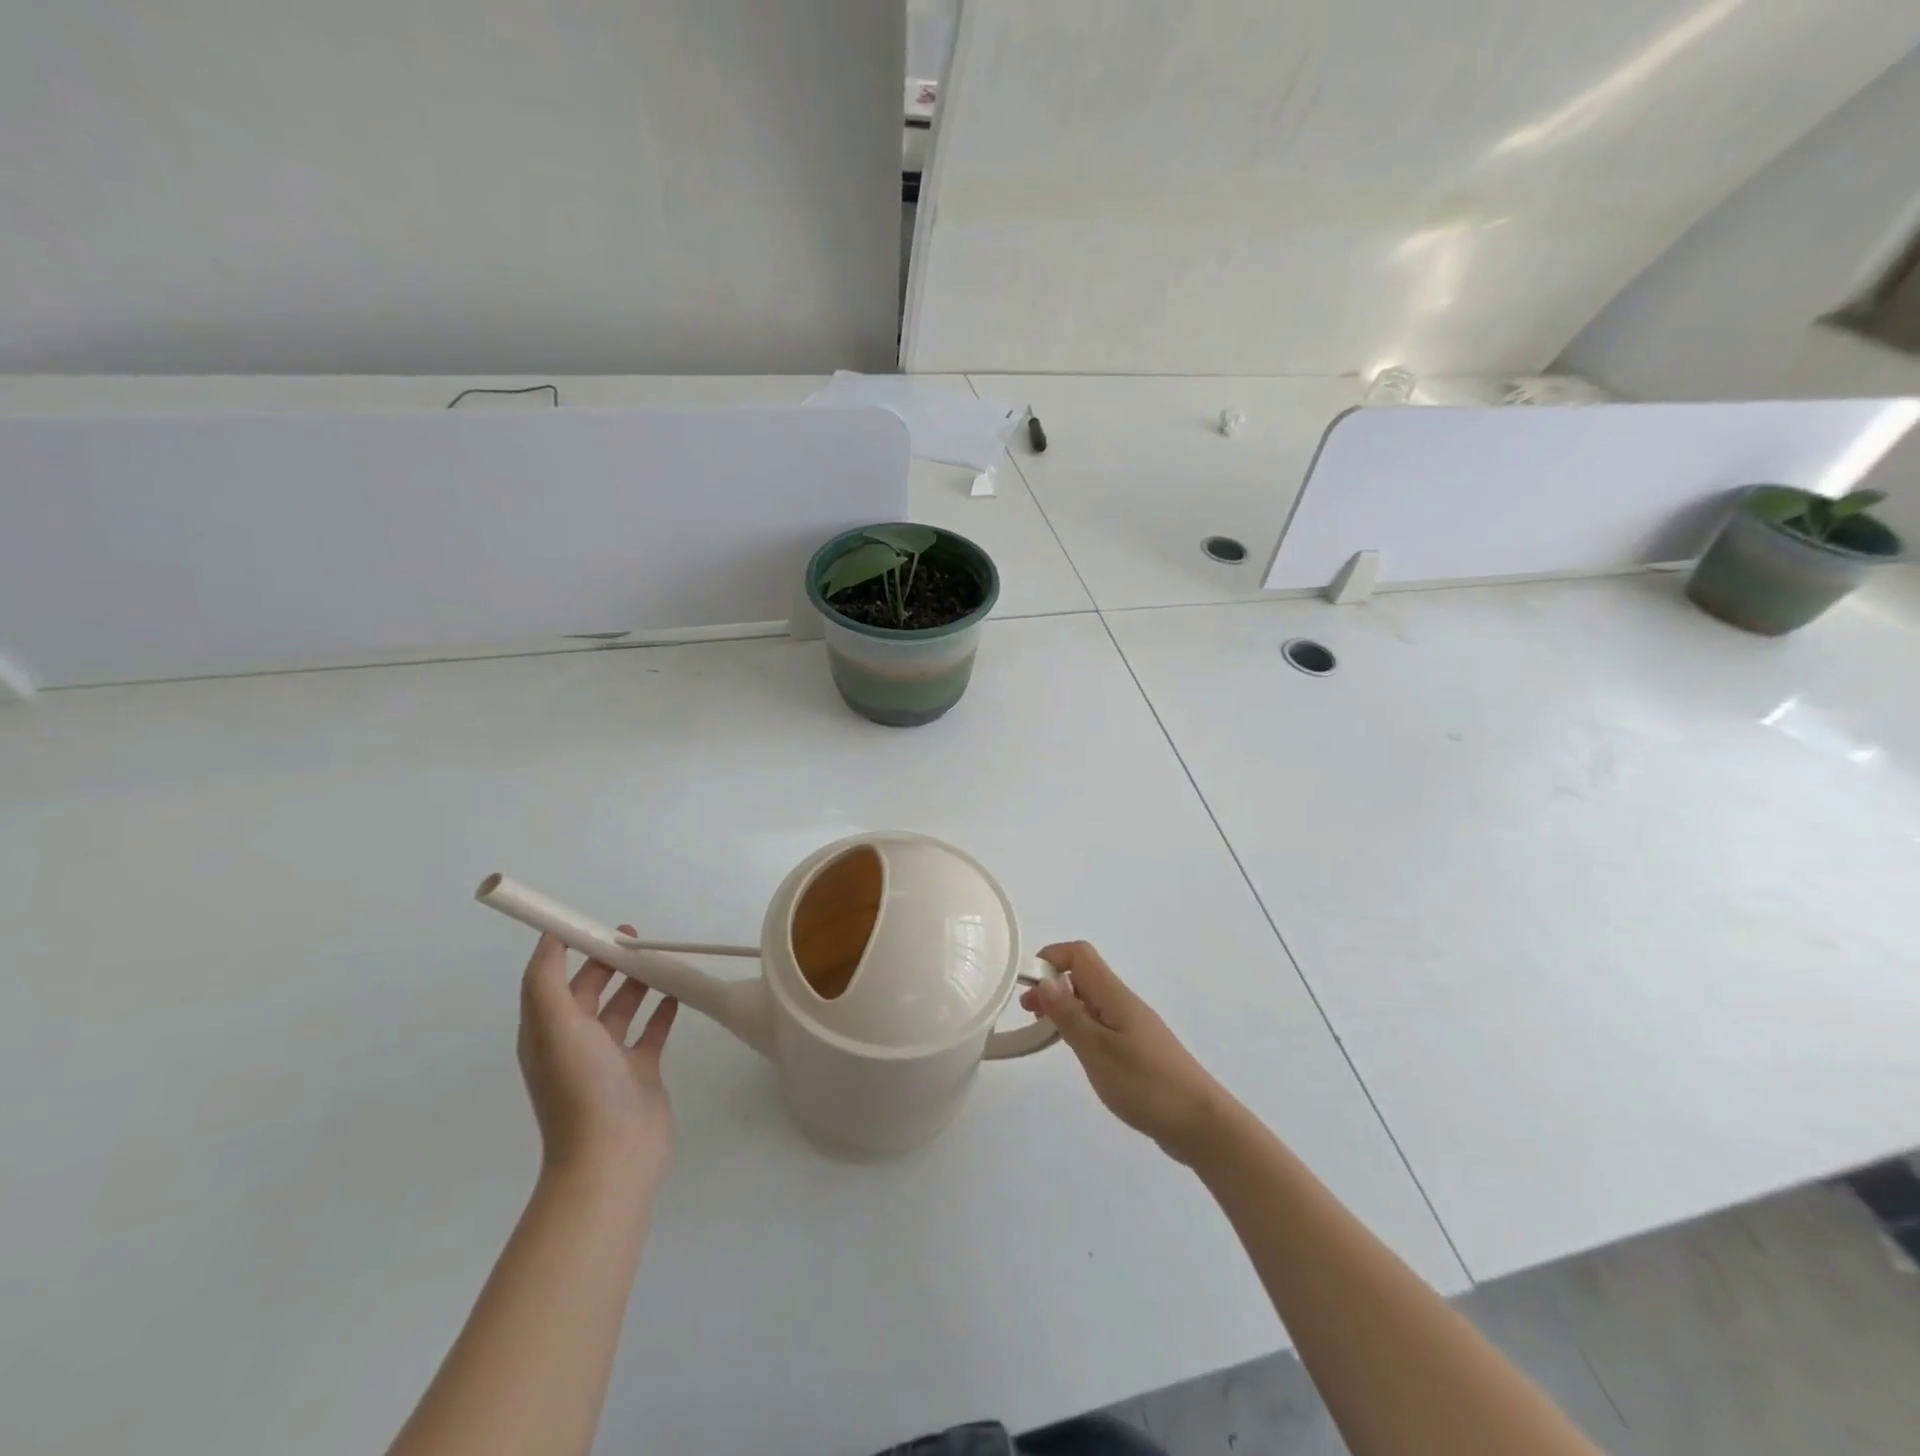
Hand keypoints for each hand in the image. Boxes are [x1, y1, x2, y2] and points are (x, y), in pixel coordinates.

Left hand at [517, 929, 677, 1189]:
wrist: (612, 1154)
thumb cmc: (581, 1085)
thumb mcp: (553, 1026)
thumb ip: (546, 979)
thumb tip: (550, 937)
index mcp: (547, 1032)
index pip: (553, 979)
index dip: (571, 949)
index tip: (598, 924)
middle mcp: (574, 1043)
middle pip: (590, 990)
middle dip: (609, 961)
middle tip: (637, 937)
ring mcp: (609, 1058)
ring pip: (622, 1007)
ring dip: (637, 981)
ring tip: (660, 957)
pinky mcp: (640, 1070)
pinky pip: (651, 1030)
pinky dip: (663, 1008)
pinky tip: (678, 990)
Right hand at [1021, 941, 1229, 1162]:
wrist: (1200, 1123)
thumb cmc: (1145, 1084)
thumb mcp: (1097, 1050)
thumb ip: (1069, 1015)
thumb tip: (1045, 980)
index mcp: (1114, 995)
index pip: (1080, 954)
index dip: (1051, 958)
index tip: (1027, 984)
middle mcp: (1123, 1002)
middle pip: (1084, 975)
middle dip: (1052, 984)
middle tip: (1027, 1011)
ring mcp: (1132, 1025)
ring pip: (1091, 1000)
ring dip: (1064, 1006)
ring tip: (1043, 1030)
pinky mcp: (1137, 1048)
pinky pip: (1101, 1022)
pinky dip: (1081, 1025)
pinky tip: (1074, 1049)